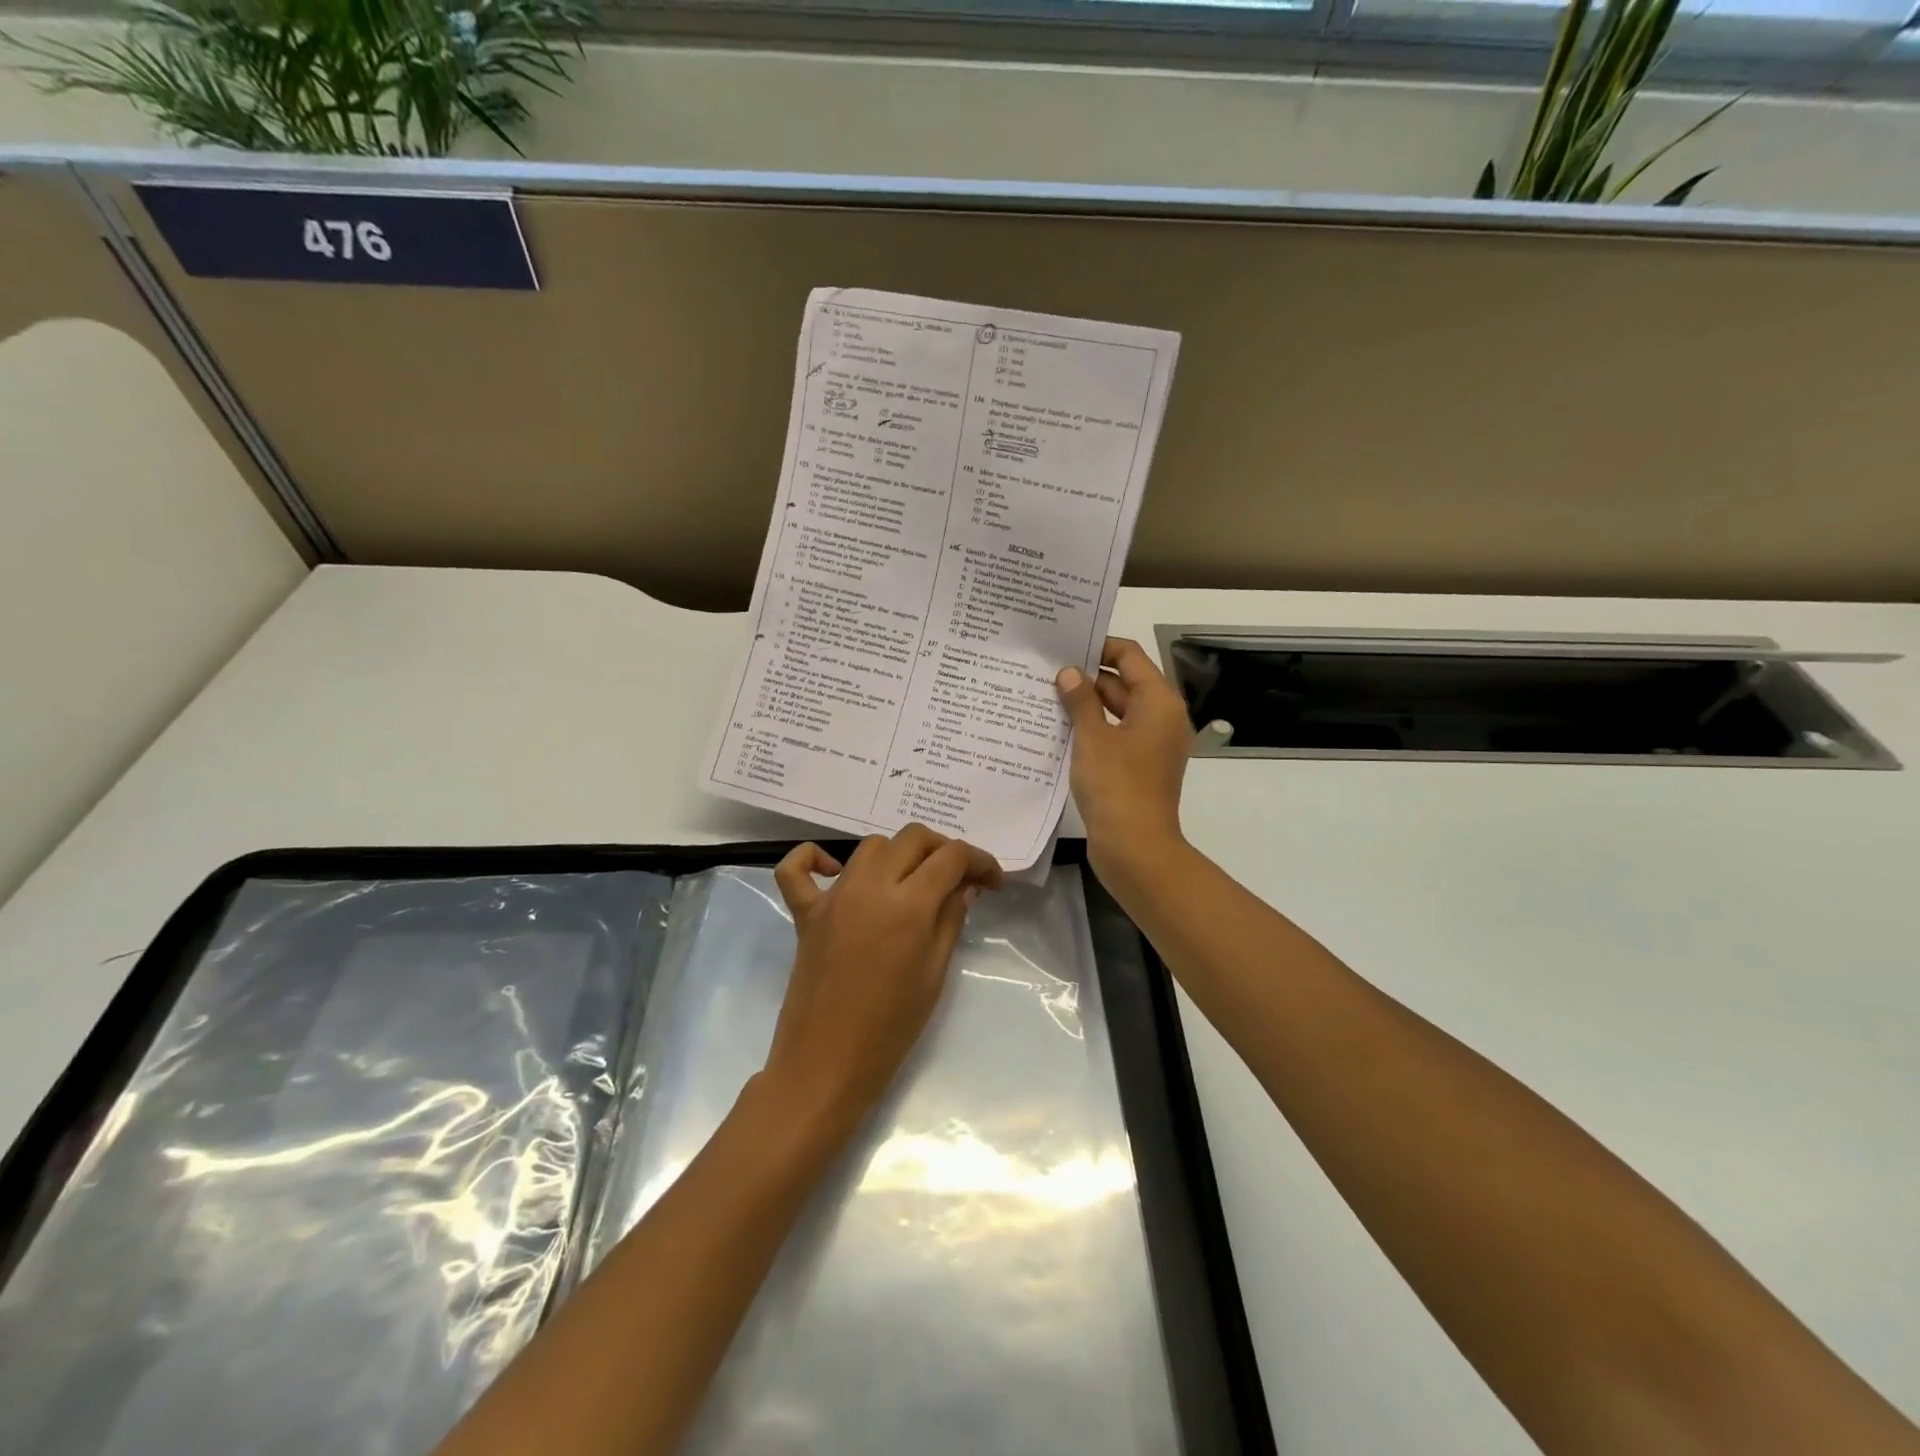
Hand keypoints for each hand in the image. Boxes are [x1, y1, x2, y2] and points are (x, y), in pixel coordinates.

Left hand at [762, 826, 1002, 1133]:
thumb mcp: (935, 974)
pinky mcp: (805, 912)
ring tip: (914, 881)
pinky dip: (813, 858)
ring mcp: (833, 896)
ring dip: (899, 853)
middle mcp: (870, 886)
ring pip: (870, 846)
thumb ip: (951, 919)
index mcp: (909, 904)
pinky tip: (834, 870)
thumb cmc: (892, 1028)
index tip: (994, 881)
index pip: (952, 857)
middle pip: (913, 838)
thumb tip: (965, 886)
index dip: (980, 861)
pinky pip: (797, 869)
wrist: (827, 1064)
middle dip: (944, 849)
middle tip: (959, 879)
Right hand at [1055, 637, 1192, 880]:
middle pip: (1123, 683)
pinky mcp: (1137, 767)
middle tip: (1044, 669)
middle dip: (1086, 677)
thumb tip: (1070, 672)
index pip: (1130, 656)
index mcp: (1159, 702)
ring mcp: (1150, 744)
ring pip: (1116, 711)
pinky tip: (1057, 728)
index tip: (1064, 644)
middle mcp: (1160, 718)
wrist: (1135, 849)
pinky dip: (1091, 729)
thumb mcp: (1093, 738)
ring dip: (1085, 704)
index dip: (1099, 646)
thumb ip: (1080, 700)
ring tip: (1043, 695)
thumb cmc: (1117, 786)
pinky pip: (1113, 736)